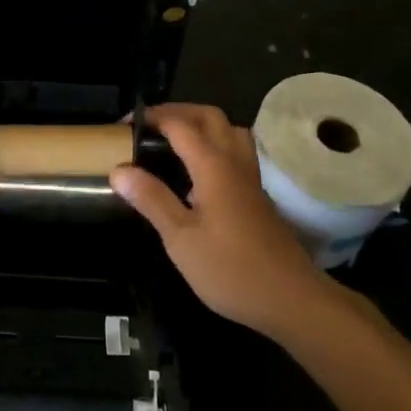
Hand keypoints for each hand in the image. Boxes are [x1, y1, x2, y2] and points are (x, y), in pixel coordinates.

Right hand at [112, 103, 326, 337]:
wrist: (291, 299)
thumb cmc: (230, 269)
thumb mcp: (180, 238)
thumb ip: (151, 199)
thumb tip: (119, 169)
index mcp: (213, 166)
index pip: (179, 125)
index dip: (151, 118)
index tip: (123, 124)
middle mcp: (234, 162)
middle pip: (209, 117)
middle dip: (177, 112)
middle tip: (148, 124)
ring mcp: (250, 178)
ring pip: (229, 131)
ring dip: (201, 124)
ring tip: (174, 139)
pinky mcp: (257, 195)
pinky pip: (236, 151)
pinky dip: (214, 144)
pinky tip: (198, 170)